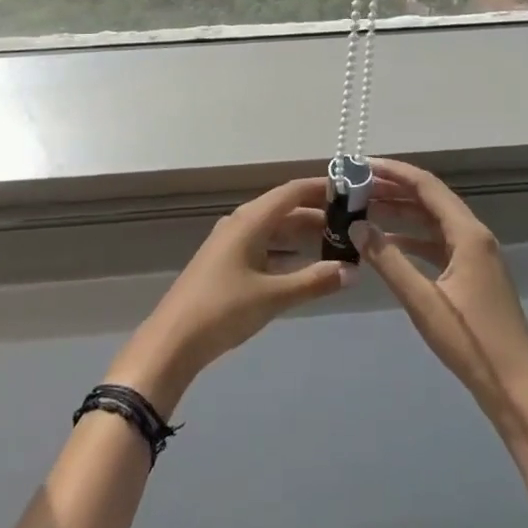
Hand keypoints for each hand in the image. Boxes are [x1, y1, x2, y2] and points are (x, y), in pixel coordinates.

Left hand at [107, 178, 353, 415]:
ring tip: (336, 242)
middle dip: (317, 213)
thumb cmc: (224, 309)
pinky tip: (304, 263)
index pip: (292, 192)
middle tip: (352, 222)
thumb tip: (352, 271)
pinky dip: (286, 250)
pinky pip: (264, 245)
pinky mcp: (227, 262)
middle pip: (284, 208)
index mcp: (250, 220)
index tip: (352, 191)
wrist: (174, 339)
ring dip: (302, 233)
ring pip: (274, 228)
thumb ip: (313, 281)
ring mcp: (231, 242)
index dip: (321, 188)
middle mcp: (240, 223)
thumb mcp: (273, 296)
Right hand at [351, 159, 527, 447]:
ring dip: (401, 213)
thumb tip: (356, 225)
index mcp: (468, 234)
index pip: (426, 186)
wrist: (518, 390)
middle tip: (355, 186)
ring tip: (364, 208)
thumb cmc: (471, 343)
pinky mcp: (474, 274)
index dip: (393, 172)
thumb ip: (387, 260)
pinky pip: (438, 243)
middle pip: (430, 199)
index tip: (360, 165)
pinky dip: (412, 238)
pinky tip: (387, 244)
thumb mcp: (423, 301)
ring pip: (433, 221)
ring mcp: (476, 255)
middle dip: (393, 189)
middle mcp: (475, 236)